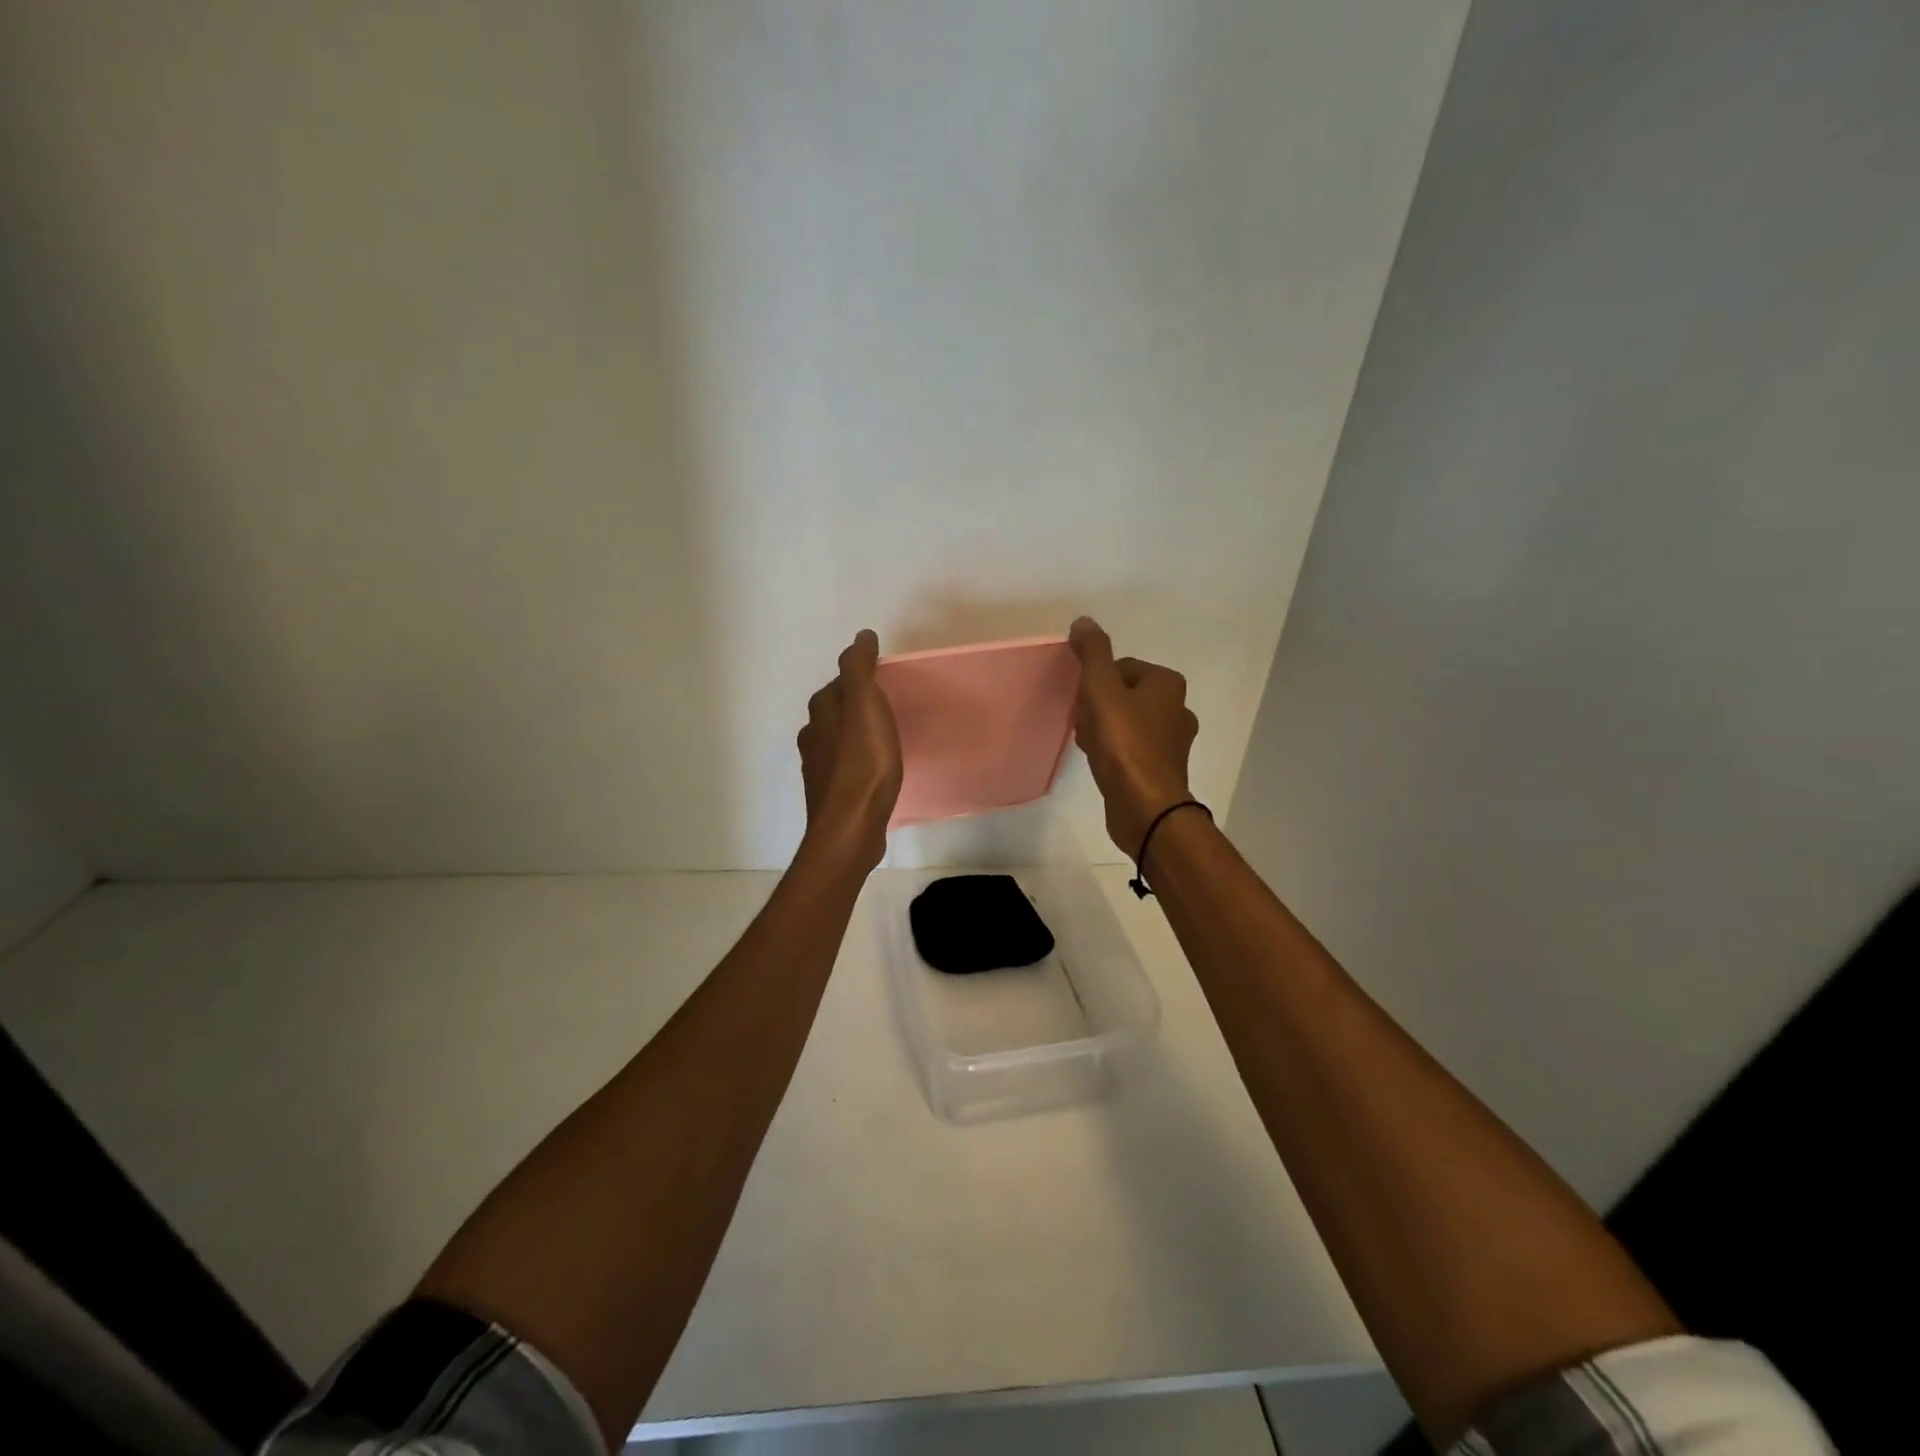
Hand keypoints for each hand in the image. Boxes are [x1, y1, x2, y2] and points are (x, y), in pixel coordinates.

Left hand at [798, 629, 902, 869]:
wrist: (851, 827)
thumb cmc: (863, 764)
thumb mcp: (865, 706)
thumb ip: (860, 669)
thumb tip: (861, 636)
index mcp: (821, 714)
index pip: (837, 685)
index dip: (857, 680)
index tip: (881, 681)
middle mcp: (814, 738)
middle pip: (834, 714)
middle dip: (854, 707)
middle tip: (884, 708)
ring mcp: (820, 770)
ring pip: (837, 742)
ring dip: (855, 736)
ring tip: (882, 739)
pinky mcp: (832, 796)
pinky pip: (845, 769)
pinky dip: (857, 763)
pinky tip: (874, 772)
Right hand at [1068, 616, 1198, 855]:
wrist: (1144, 805)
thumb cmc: (1123, 742)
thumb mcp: (1101, 688)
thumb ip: (1093, 653)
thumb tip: (1084, 622)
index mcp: (1168, 684)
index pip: (1122, 667)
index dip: (1096, 682)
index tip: (1084, 702)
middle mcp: (1177, 708)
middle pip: (1123, 694)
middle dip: (1097, 705)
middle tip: (1083, 723)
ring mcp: (1172, 742)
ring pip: (1126, 721)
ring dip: (1102, 728)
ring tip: (1088, 744)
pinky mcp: (1161, 769)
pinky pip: (1130, 747)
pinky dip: (1112, 750)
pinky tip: (1099, 762)